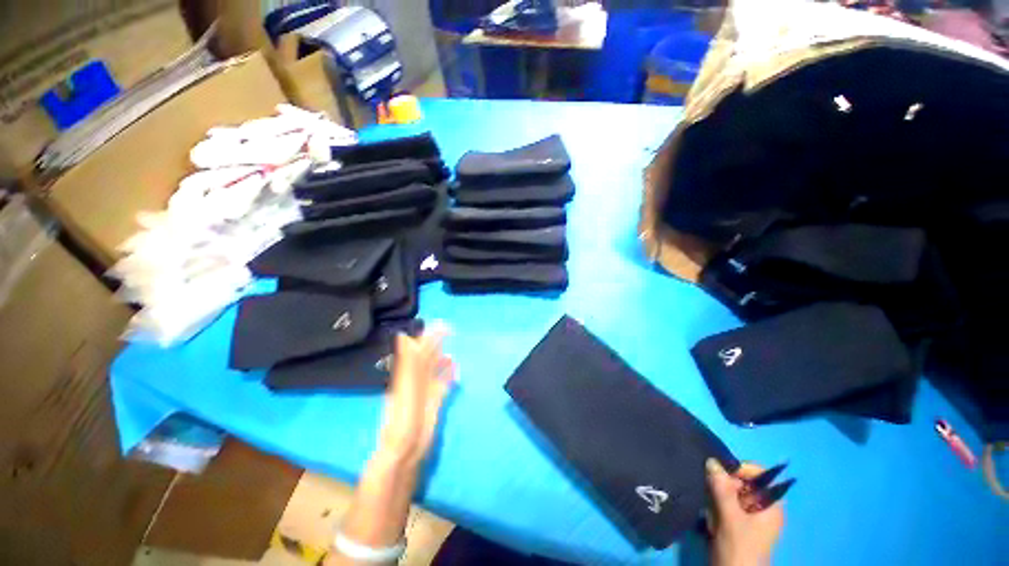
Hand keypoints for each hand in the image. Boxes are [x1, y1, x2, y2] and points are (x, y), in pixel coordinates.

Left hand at [377, 323, 455, 466]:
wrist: (405, 447)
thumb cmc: (403, 415)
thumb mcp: (404, 385)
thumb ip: (407, 361)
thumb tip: (404, 336)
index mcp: (407, 372)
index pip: (418, 348)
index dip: (428, 336)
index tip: (440, 324)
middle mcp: (416, 378)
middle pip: (428, 356)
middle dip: (437, 342)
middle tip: (450, 329)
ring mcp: (426, 389)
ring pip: (436, 368)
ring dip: (443, 358)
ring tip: (452, 349)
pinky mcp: (435, 400)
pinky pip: (443, 382)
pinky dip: (449, 374)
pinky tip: (455, 368)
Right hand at [706, 459, 784, 565]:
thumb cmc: (740, 549)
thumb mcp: (731, 518)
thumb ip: (722, 489)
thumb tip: (712, 460)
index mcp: (770, 505)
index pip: (759, 475)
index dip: (741, 470)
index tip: (720, 473)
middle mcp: (762, 508)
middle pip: (742, 483)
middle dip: (723, 486)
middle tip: (711, 495)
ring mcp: (749, 516)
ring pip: (729, 493)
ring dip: (716, 499)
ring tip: (712, 513)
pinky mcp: (736, 524)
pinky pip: (724, 505)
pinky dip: (714, 507)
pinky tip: (710, 520)